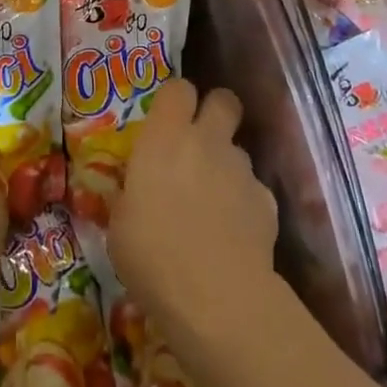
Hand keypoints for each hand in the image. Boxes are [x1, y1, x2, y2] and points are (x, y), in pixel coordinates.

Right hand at [108, 79, 278, 335]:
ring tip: (213, 203)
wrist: (217, 298)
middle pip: (223, 100)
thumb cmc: (152, 255)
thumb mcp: (119, 224)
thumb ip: (130, 194)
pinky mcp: (267, 202)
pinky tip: (233, 234)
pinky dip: (244, 204)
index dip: (175, 100)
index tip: (166, 121)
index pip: (178, 88)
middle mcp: (207, 140)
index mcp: (165, 136)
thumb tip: (133, 192)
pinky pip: (253, 190)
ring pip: (238, 150)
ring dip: (226, 166)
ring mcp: (242, 169)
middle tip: (199, 140)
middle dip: (215, 112)